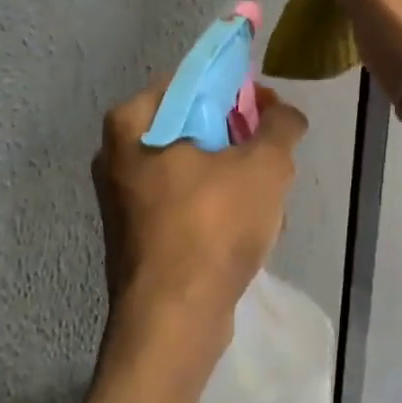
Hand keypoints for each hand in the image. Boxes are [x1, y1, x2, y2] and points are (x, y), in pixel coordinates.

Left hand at [92, 79, 308, 378]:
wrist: (174, 320)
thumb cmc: (212, 227)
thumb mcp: (264, 166)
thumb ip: (281, 126)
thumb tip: (285, 113)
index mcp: (130, 124)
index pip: (190, 83)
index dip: (235, 89)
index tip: (267, 110)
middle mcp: (115, 157)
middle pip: (192, 128)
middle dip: (238, 142)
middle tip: (271, 157)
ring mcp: (123, 201)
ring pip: (193, 171)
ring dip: (233, 180)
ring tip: (266, 202)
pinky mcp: (137, 237)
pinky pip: (185, 206)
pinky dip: (216, 211)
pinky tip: (247, 233)